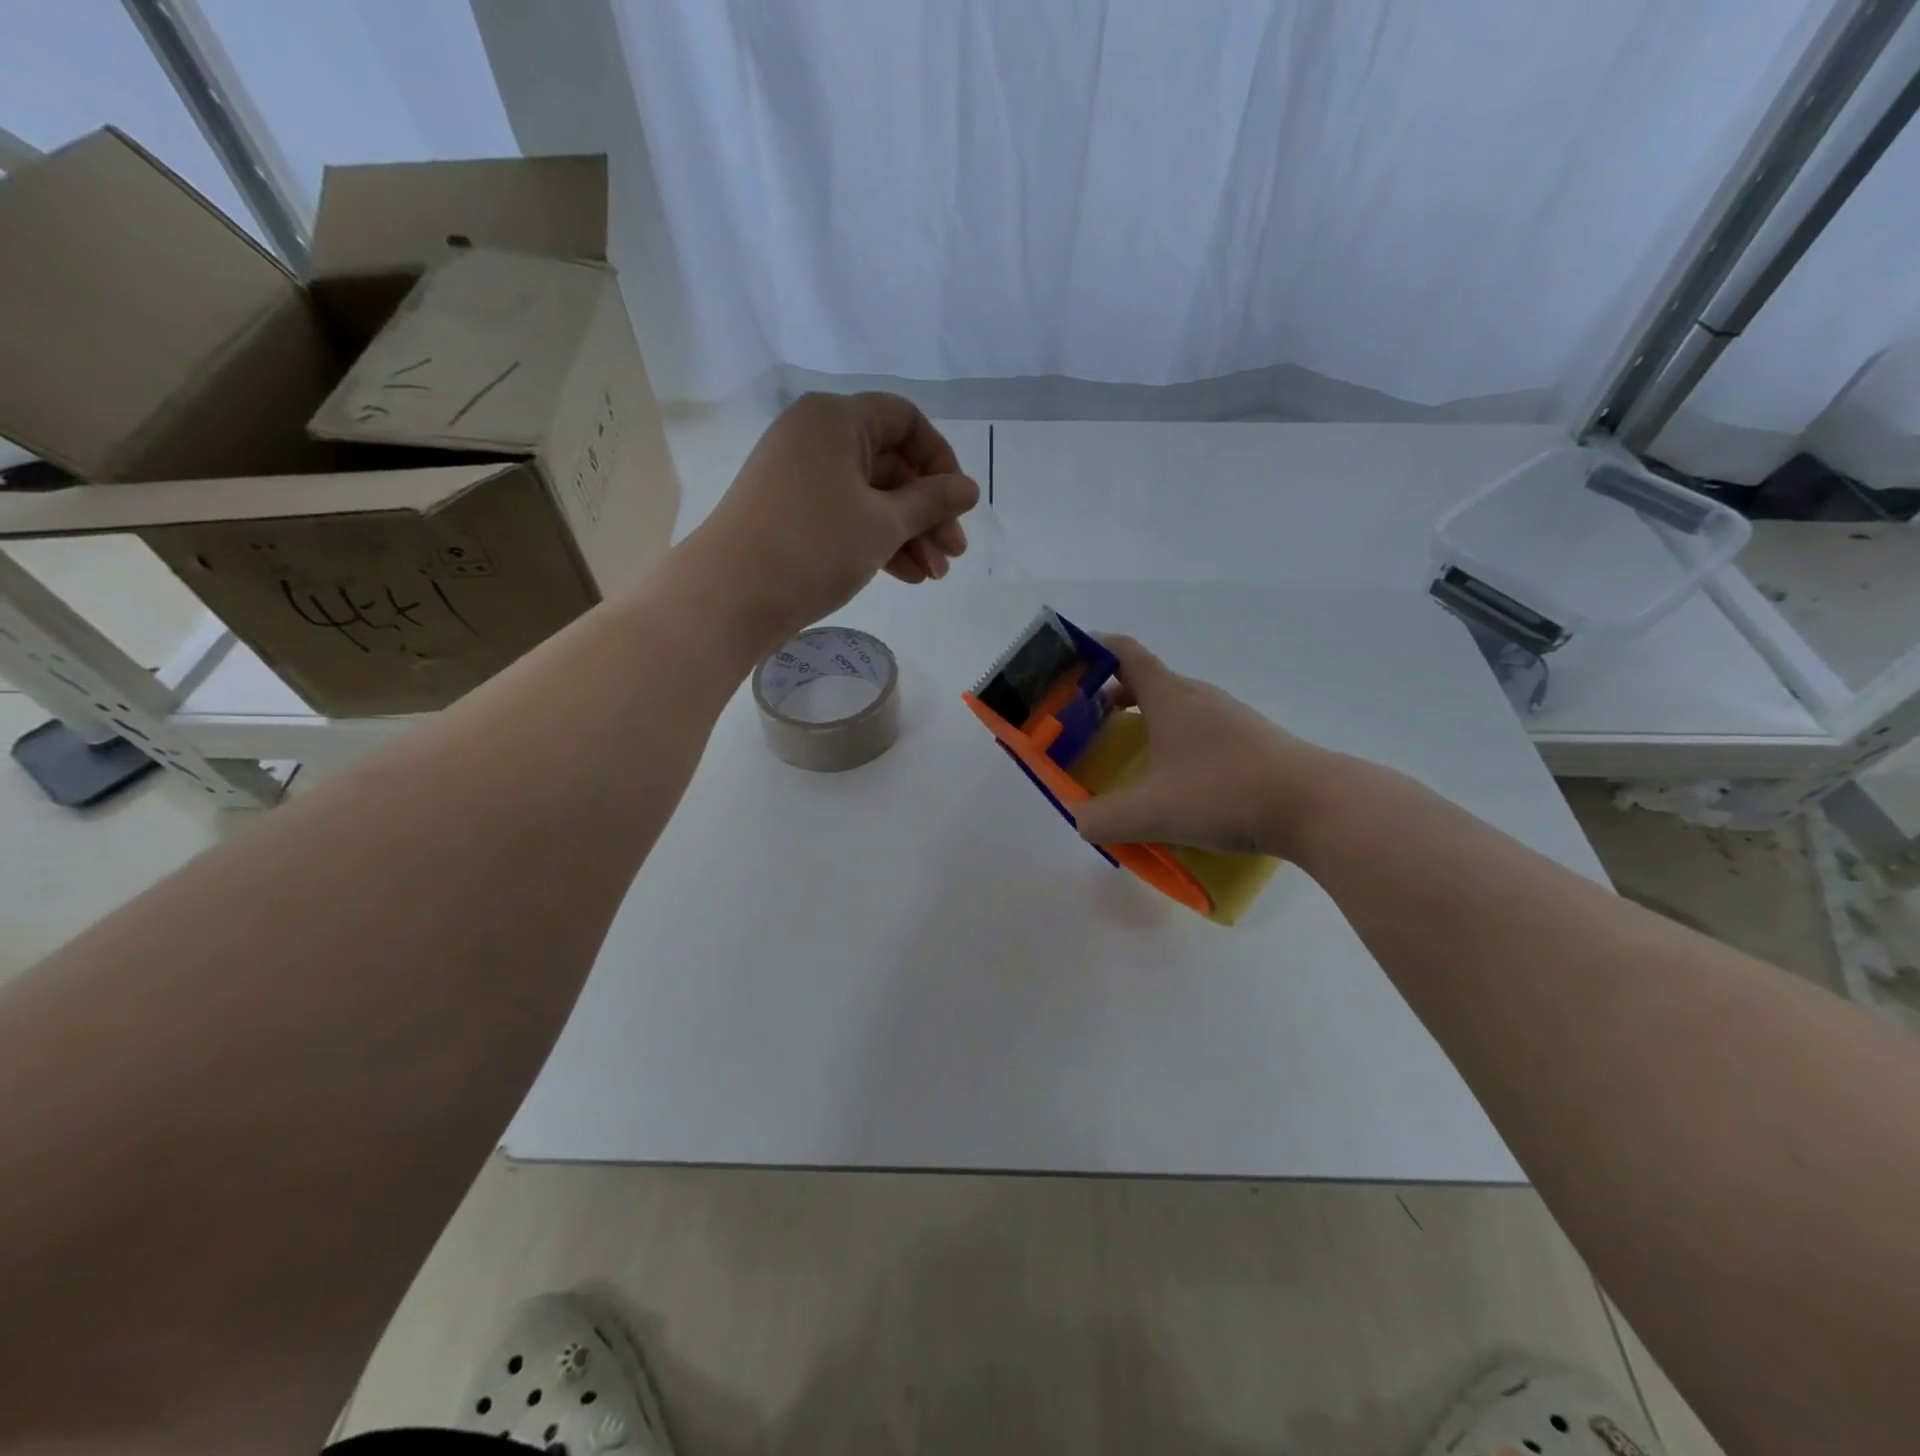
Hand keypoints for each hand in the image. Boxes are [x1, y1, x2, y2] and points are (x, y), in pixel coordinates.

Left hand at [693, 392, 979, 645]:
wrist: (730, 596)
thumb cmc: (814, 546)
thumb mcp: (883, 524)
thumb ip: (931, 502)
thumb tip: (969, 489)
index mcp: (836, 419)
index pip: (905, 421)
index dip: (940, 460)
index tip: (958, 503)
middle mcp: (815, 437)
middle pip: (890, 464)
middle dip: (927, 511)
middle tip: (953, 555)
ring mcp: (800, 477)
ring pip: (870, 496)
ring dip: (908, 534)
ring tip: (934, 576)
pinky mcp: (791, 513)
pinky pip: (847, 516)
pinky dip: (877, 541)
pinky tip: (907, 576)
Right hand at [1074, 635, 1345, 859]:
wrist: (1316, 806)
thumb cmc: (1225, 793)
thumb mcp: (1152, 812)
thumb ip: (1104, 819)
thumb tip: (1081, 820)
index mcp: (1169, 696)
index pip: (1124, 652)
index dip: (1092, 651)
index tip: (1066, 666)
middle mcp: (1197, 697)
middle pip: (1145, 681)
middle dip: (1108, 699)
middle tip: (1085, 728)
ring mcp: (1228, 718)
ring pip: (1173, 709)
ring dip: (1142, 724)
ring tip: (1125, 760)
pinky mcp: (1249, 742)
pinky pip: (1196, 732)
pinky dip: (1171, 745)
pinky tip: (1172, 786)